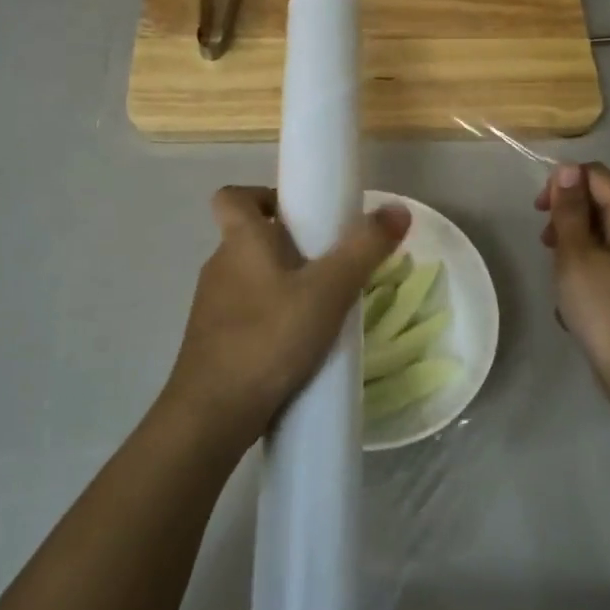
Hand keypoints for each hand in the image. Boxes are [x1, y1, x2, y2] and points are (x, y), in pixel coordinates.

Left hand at [164, 186, 409, 454]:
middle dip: (288, 244)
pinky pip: (246, 313)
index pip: (232, 196)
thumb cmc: (269, 338)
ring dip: (283, 284)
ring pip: (250, 278)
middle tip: (330, 264)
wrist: (212, 414)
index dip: (261, 195)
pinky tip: (300, 344)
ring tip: (322, 307)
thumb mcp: (328, 291)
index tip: (298, 213)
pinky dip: (272, 317)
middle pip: (249, 237)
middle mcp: (219, 266)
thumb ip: (364, 249)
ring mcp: (212, 306)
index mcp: (240, 241)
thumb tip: (398, 208)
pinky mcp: (213, 341)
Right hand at [537, 163, 609, 413]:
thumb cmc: (604, 308)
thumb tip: (568, 169)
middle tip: (545, 242)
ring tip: (556, 273)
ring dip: (574, 245)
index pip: (600, 176)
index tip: (540, 208)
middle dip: (568, 215)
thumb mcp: (576, 255)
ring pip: (604, 237)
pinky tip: (572, 300)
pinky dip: (587, 271)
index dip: (566, 181)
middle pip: (604, 204)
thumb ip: (569, 211)